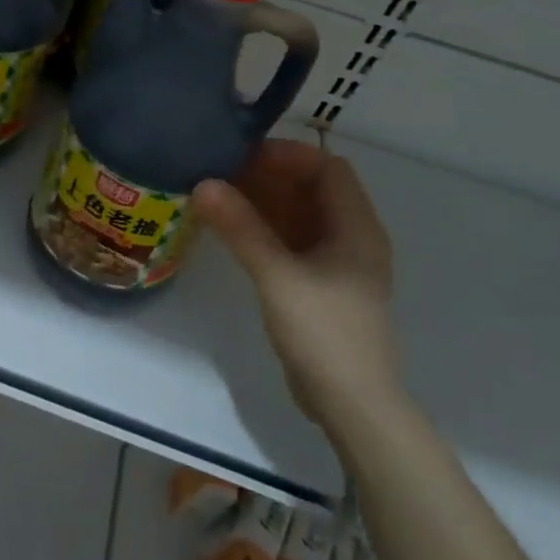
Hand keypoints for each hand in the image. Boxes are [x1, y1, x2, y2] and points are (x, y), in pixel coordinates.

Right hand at [194, 140, 401, 434]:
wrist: (351, 404)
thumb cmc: (323, 333)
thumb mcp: (277, 275)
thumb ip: (241, 228)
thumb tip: (203, 184)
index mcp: (356, 228)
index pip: (327, 168)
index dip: (287, 155)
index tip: (241, 155)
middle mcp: (351, 237)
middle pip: (311, 189)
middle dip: (268, 176)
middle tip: (219, 172)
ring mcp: (335, 263)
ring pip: (298, 215)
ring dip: (262, 201)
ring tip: (216, 195)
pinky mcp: (318, 284)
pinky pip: (290, 240)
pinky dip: (263, 228)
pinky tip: (229, 229)